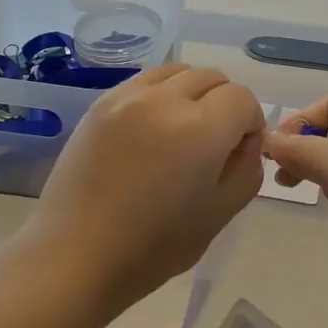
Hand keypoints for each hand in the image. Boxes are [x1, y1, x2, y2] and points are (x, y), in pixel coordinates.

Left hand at [26, 65, 267, 312]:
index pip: (243, 99)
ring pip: (177, 72)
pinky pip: (144, 82)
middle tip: (215, 145)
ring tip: (183, 131)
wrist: (75, 255)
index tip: (240, 153)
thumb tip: (245, 142)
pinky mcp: (100, 104)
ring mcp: (127, 97)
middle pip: (212, 78)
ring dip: (193, 93)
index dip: (251, 124)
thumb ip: (247, 169)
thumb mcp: (220, 214)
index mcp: (201, 128)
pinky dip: (161, 95)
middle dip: (225, 104)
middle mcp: (165, 99)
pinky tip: (152, 130)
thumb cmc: (154, 246)